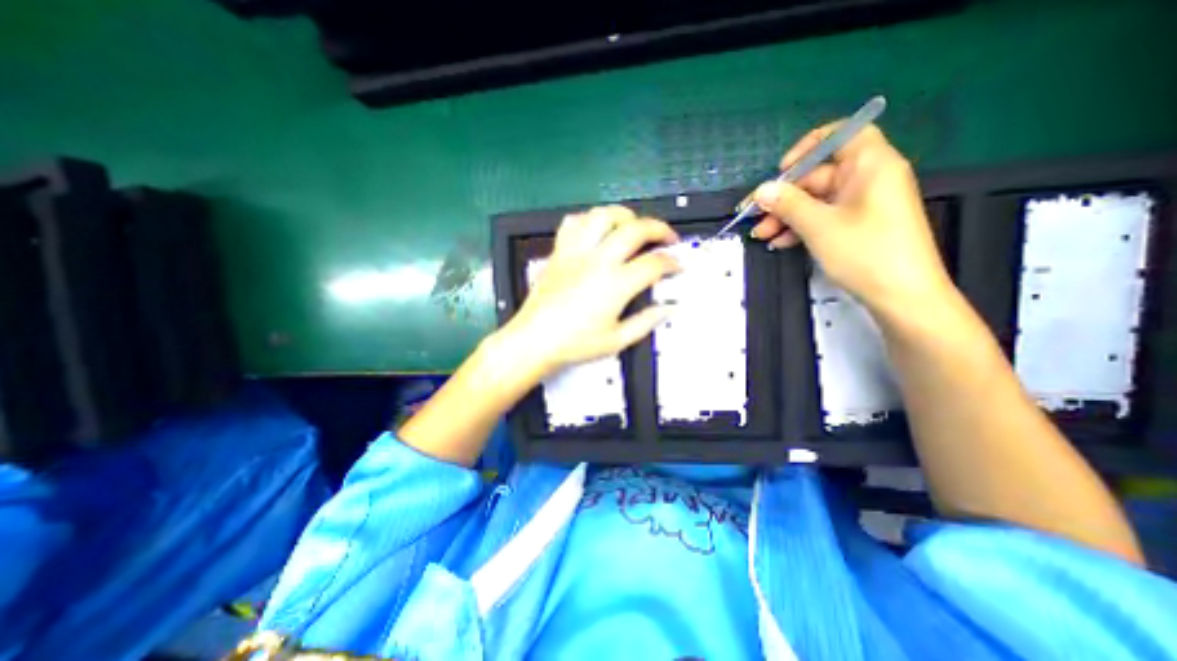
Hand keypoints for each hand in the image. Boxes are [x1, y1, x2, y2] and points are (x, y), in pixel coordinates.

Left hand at [499, 205, 680, 379]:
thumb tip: (667, 309)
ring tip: (634, 225)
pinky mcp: (559, 252)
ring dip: (625, 216)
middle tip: (668, 238)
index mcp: (615, 285)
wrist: (534, 340)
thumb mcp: (617, 341)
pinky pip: (573, 223)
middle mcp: (597, 262)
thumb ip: (646, 322)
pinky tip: (597, 229)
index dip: (672, 262)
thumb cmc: (574, 344)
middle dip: (659, 229)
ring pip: (604, 216)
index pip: (654, 263)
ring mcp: (576, 253)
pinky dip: (589, 219)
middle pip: (635, 229)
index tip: (677, 266)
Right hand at [748, 123, 950, 320]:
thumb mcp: (819, 226)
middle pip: (819, 176)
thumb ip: (788, 204)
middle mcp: (868, 179)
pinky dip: (801, 227)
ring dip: (786, 216)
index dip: (808, 148)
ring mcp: (863, 204)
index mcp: (870, 166)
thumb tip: (761, 190)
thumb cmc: (865, 252)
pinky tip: (780, 242)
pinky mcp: (857, 225)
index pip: (842, 135)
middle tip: (755, 217)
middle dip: (784, 197)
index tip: (781, 170)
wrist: (902, 296)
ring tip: (761, 235)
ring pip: (816, 201)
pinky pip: (823, 217)